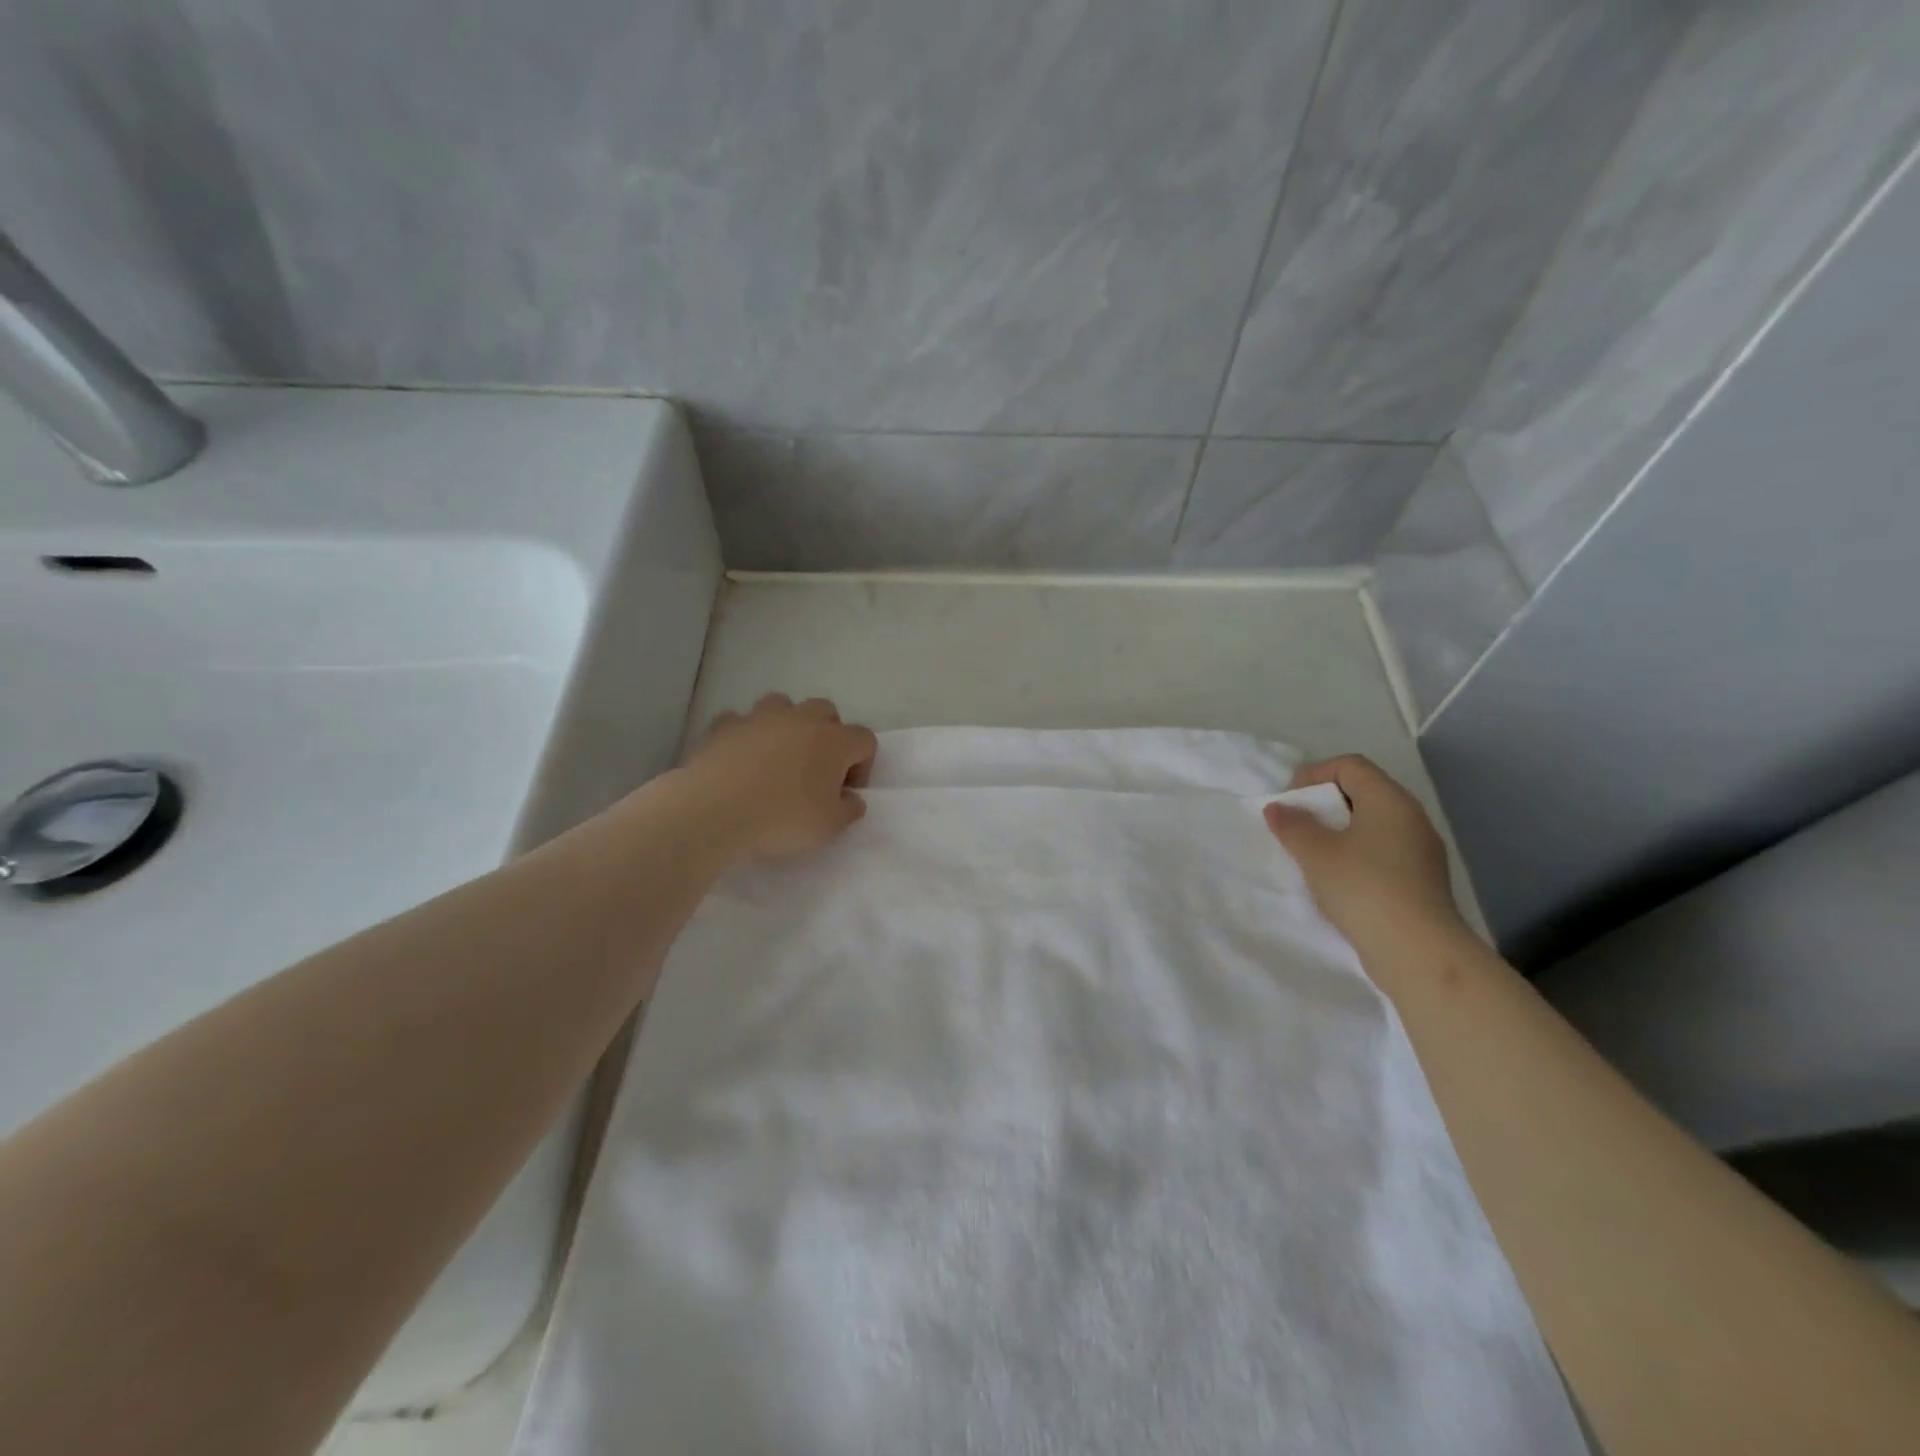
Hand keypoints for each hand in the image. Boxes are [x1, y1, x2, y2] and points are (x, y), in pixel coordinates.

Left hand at [682, 694, 878, 859]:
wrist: (714, 810)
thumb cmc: (782, 818)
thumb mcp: (829, 826)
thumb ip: (849, 809)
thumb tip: (851, 798)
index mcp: (834, 741)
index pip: (864, 740)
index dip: (862, 765)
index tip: (845, 792)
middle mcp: (801, 719)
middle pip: (826, 711)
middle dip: (827, 735)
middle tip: (816, 769)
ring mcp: (759, 717)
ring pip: (782, 705)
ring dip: (786, 725)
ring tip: (777, 756)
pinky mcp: (724, 725)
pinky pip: (740, 721)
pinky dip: (745, 735)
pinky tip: (739, 759)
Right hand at [1263, 755, 1464, 947]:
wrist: (1417, 951)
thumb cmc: (1363, 887)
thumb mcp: (1315, 853)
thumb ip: (1292, 825)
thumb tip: (1279, 808)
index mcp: (1389, 800)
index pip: (1350, 766)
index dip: (1314, 775)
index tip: (1289, 802)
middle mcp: (1411, 817)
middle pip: (1362, 793)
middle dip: (1323, 805)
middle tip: (1296, 827)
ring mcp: (1421, 850)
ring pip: (1373, 825)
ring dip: (1338, 833)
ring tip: (1312, 856)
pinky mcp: (1422, 880)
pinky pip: (1383, 852)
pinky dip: (1356, 855)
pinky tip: (1338, 881)